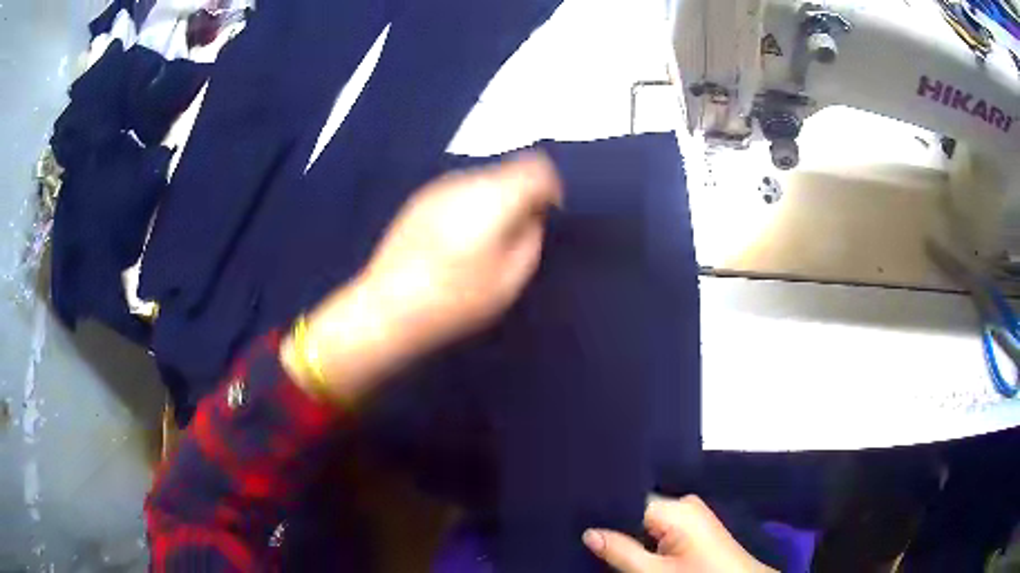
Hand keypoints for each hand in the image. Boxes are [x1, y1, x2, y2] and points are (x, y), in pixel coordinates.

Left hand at [360, 151, 561, 350]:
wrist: (388, 307)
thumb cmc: (455, 299)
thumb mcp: (510, 279)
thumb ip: (530, 238)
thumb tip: (532, 216)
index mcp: (495, 196)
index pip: (536, 166)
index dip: (550, 187)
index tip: (549, 214)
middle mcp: (466, 180)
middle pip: (508, 171)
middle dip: (521, 195)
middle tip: (518, 234)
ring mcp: (438, 187)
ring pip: (482, 181)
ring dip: (494, 201)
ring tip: (484, 242)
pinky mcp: (418, 200)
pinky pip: (457, 192)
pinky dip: (468, 207)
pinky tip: (455, 241)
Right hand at [583, 496, 776, 572]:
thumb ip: (620, 551)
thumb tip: (588, 532)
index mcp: (677, 508)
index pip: (628, 500)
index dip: (602, 510)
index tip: (575, 516)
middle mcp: (685, 504)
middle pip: (637, 509)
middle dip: (614, 524)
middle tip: (583, 534)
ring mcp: (693, 514)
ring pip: (648, 519)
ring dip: (629, 533)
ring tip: (599, 540)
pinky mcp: (696, 526)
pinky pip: (661, 526)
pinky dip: (645, 538)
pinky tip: (629, 547)